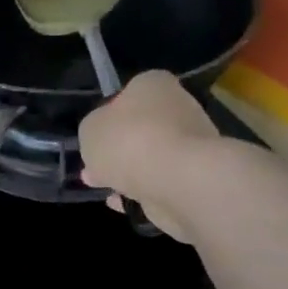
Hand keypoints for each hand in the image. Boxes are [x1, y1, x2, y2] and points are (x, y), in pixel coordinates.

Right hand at [78, 71, 220, 238]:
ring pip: (152, 156)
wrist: (178, 180)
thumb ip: (93, 131)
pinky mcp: (197, 176)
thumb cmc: (129, 140)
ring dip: (130, 171)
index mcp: (153, 85)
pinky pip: (161, 182)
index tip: (97, 134)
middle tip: (95, 165)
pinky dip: (143, 191)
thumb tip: (102, 139)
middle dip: (119, 147)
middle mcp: (179, 107)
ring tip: (105, 188)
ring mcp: (193, 143)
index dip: (110, 113)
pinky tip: (123, 203)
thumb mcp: (90, 129)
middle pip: (142, 126)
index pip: (129, 92)